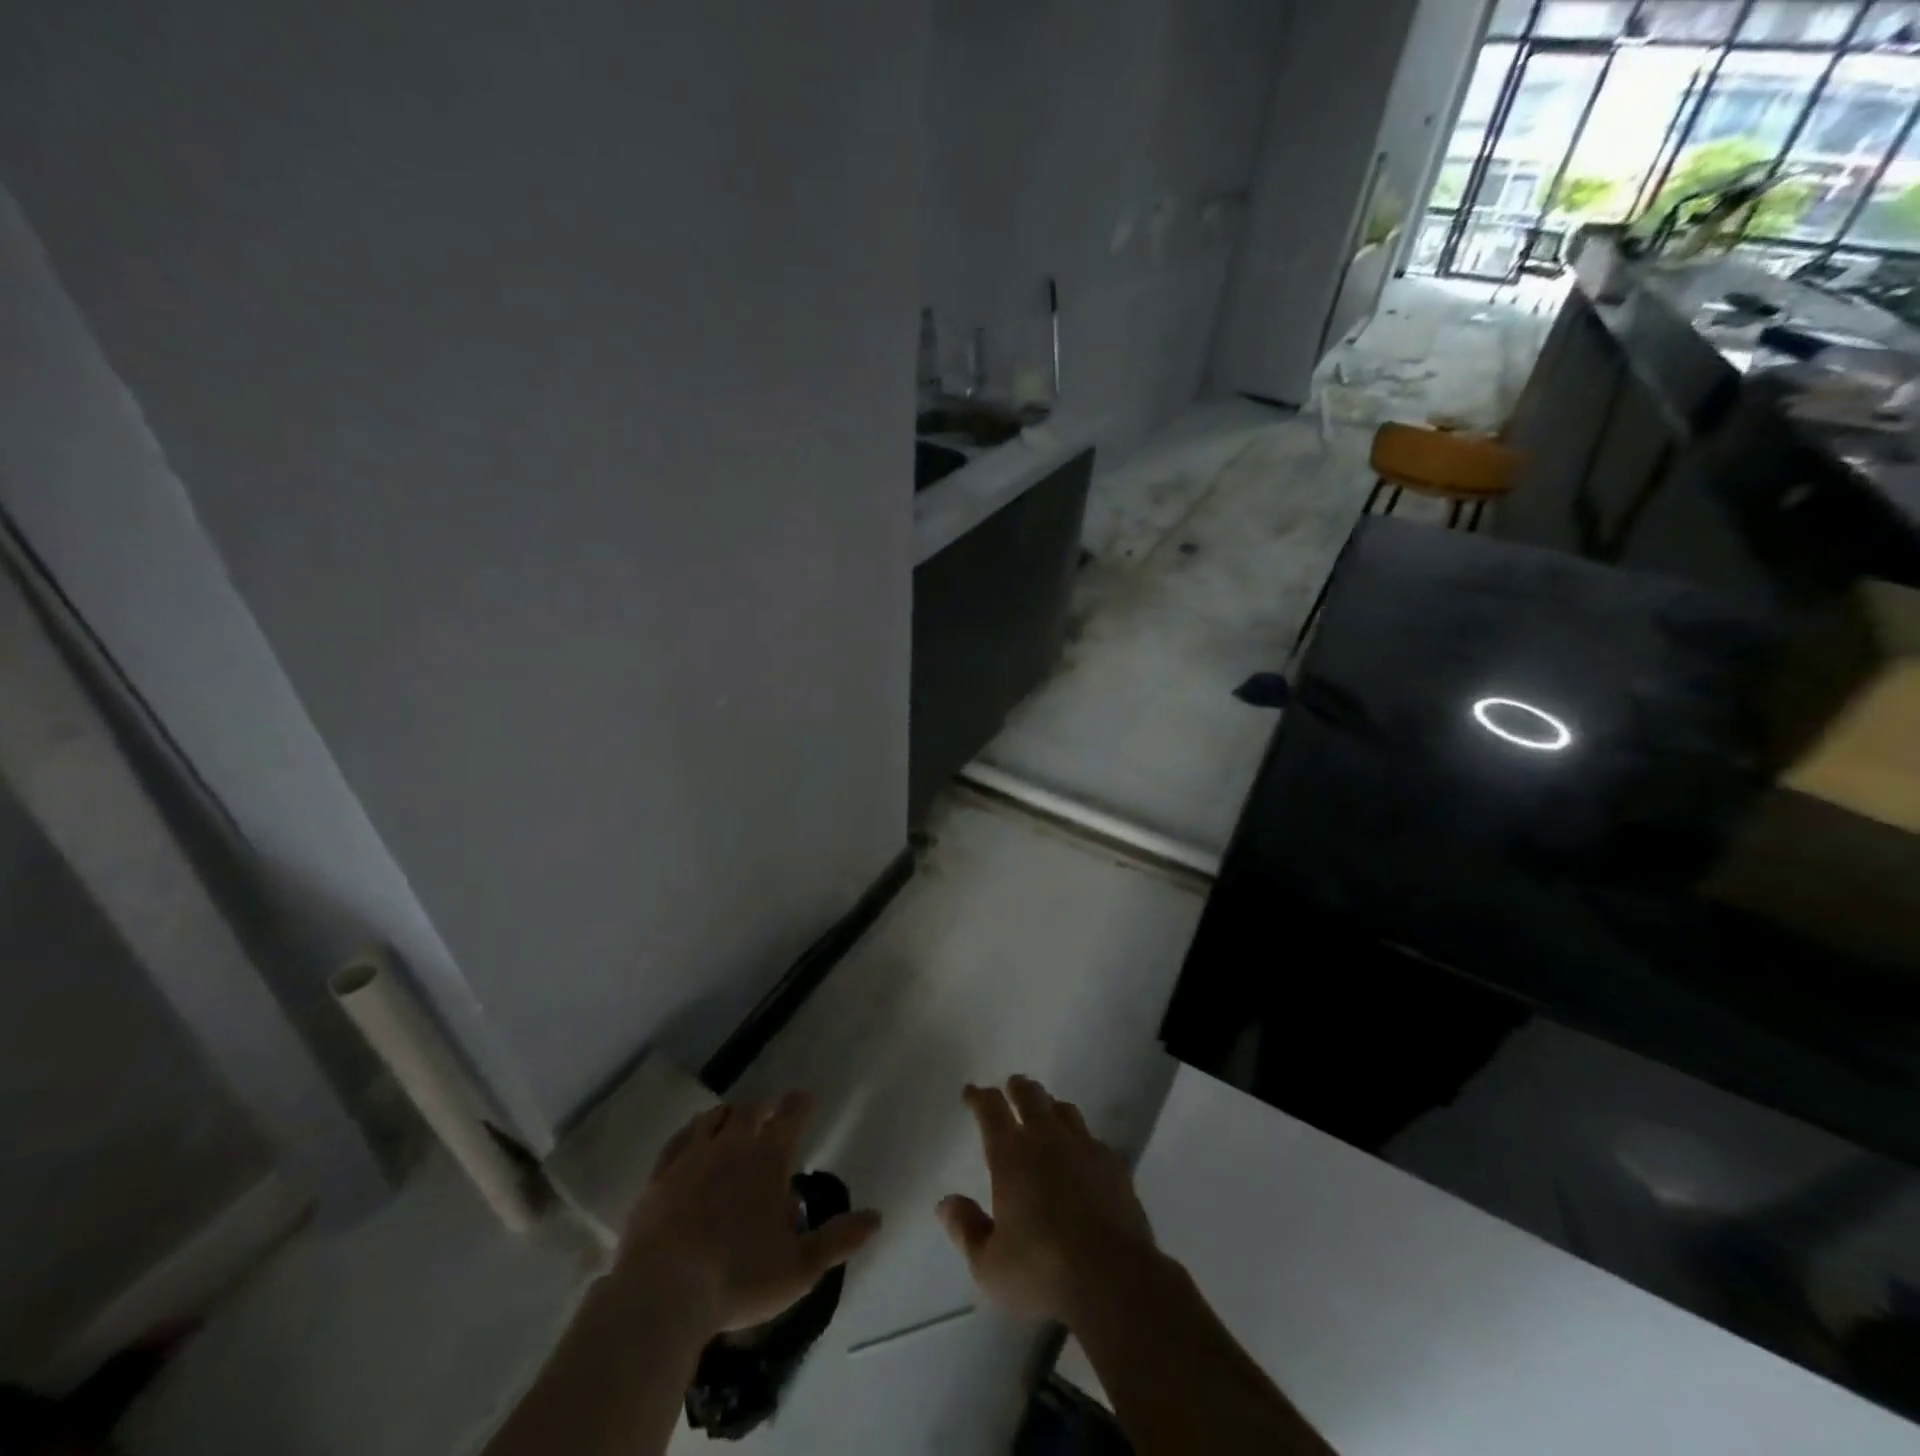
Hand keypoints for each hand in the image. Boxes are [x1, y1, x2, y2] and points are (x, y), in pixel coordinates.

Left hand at [616, 1093, 881, 1334]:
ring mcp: (692, 1157)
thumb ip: (839, 1239)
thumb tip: (877, 1217)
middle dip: (762, 1108)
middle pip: (749, 1110)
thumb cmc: (739, 1278)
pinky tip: (691, 1139)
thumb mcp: (800, 1267)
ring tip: (731, 1120)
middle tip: (768, 1114)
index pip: (790, 1114)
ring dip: (727, 1116)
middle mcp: (732, 1145)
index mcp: (768, 1159)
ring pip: (713, 1119)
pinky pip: (678, 1140)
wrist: (663, 1293)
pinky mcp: (658, 1176)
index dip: (799, 1103)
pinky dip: (691, 1133)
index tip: (804, 1098)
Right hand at [938, 1076, 1160, 1325]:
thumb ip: (966, 1229)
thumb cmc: (1042, 1272)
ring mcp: (1084, 1147)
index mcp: (1011, 1155)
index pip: (991, 1109)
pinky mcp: (1114, 1164)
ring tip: (1047, 1113)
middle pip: (1031, 1096)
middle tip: (1012, 1086)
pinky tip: (1082, 1154)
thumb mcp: (989, 1265)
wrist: (1114, 1279)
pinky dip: (1081, 1139)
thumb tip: (946, 1202)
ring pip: (1065, 1110)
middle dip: (1018, 1088)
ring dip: (1051, 1107)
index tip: (971, 1092)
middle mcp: (1047, 1139)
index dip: (979, 1097)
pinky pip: (1092, 1138)